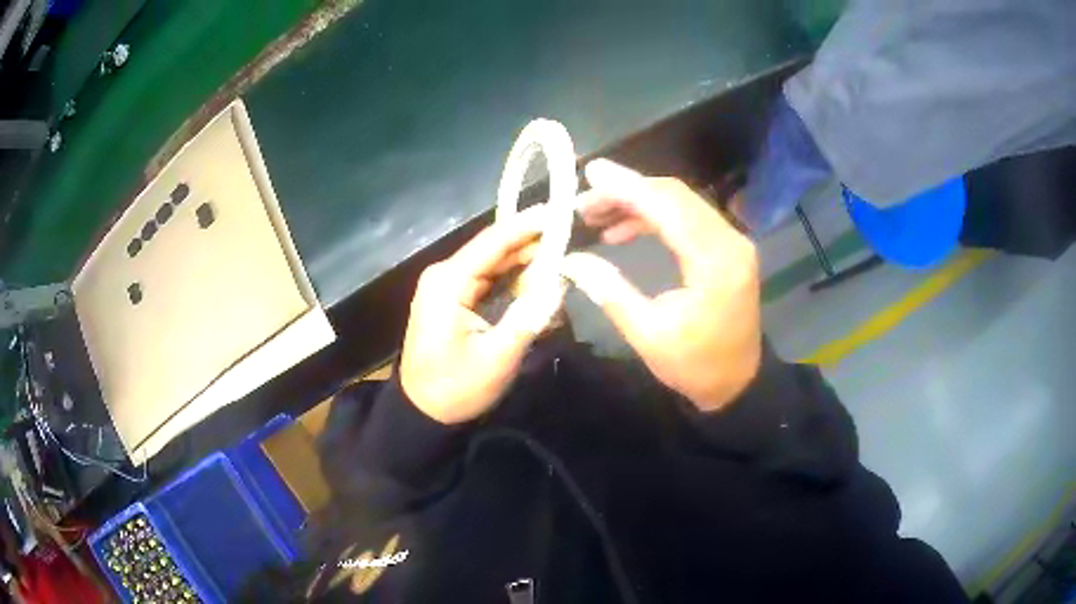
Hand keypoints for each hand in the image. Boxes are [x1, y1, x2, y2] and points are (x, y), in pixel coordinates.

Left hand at [400, 206, 555, 423]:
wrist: (423, 412)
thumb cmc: (456, 388)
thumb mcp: (497, 358)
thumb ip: (528, 318)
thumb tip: (559, 283)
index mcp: (449, 282)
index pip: (494, 241)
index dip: (529, 225)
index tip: (561, 210)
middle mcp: (445, 274)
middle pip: (495, 248)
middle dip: (533, 242)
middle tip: (573, 236)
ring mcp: (447, 285)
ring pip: (494, 261)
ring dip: (526, 259)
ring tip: (564, 253)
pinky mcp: (453, 297)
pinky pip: (488, 277)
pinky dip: (513, 277)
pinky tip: (539, 277)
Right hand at [561, 159, 761, 410]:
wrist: (738, 382)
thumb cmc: (695, 366)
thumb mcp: (648, 335)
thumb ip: (610, 291)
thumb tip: (570, 260)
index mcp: (714, 262)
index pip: (667, 207)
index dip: (626, 187)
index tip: (590, 173)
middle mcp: (729, 240)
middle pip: (675, 196)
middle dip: (627, 191)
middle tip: (584, 201)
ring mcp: (732, 241)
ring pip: (681, 203)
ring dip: (638, 203)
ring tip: (596, 215)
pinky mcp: (727, 248)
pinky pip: (687, 219)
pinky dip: (655, 218)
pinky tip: (623, 230)